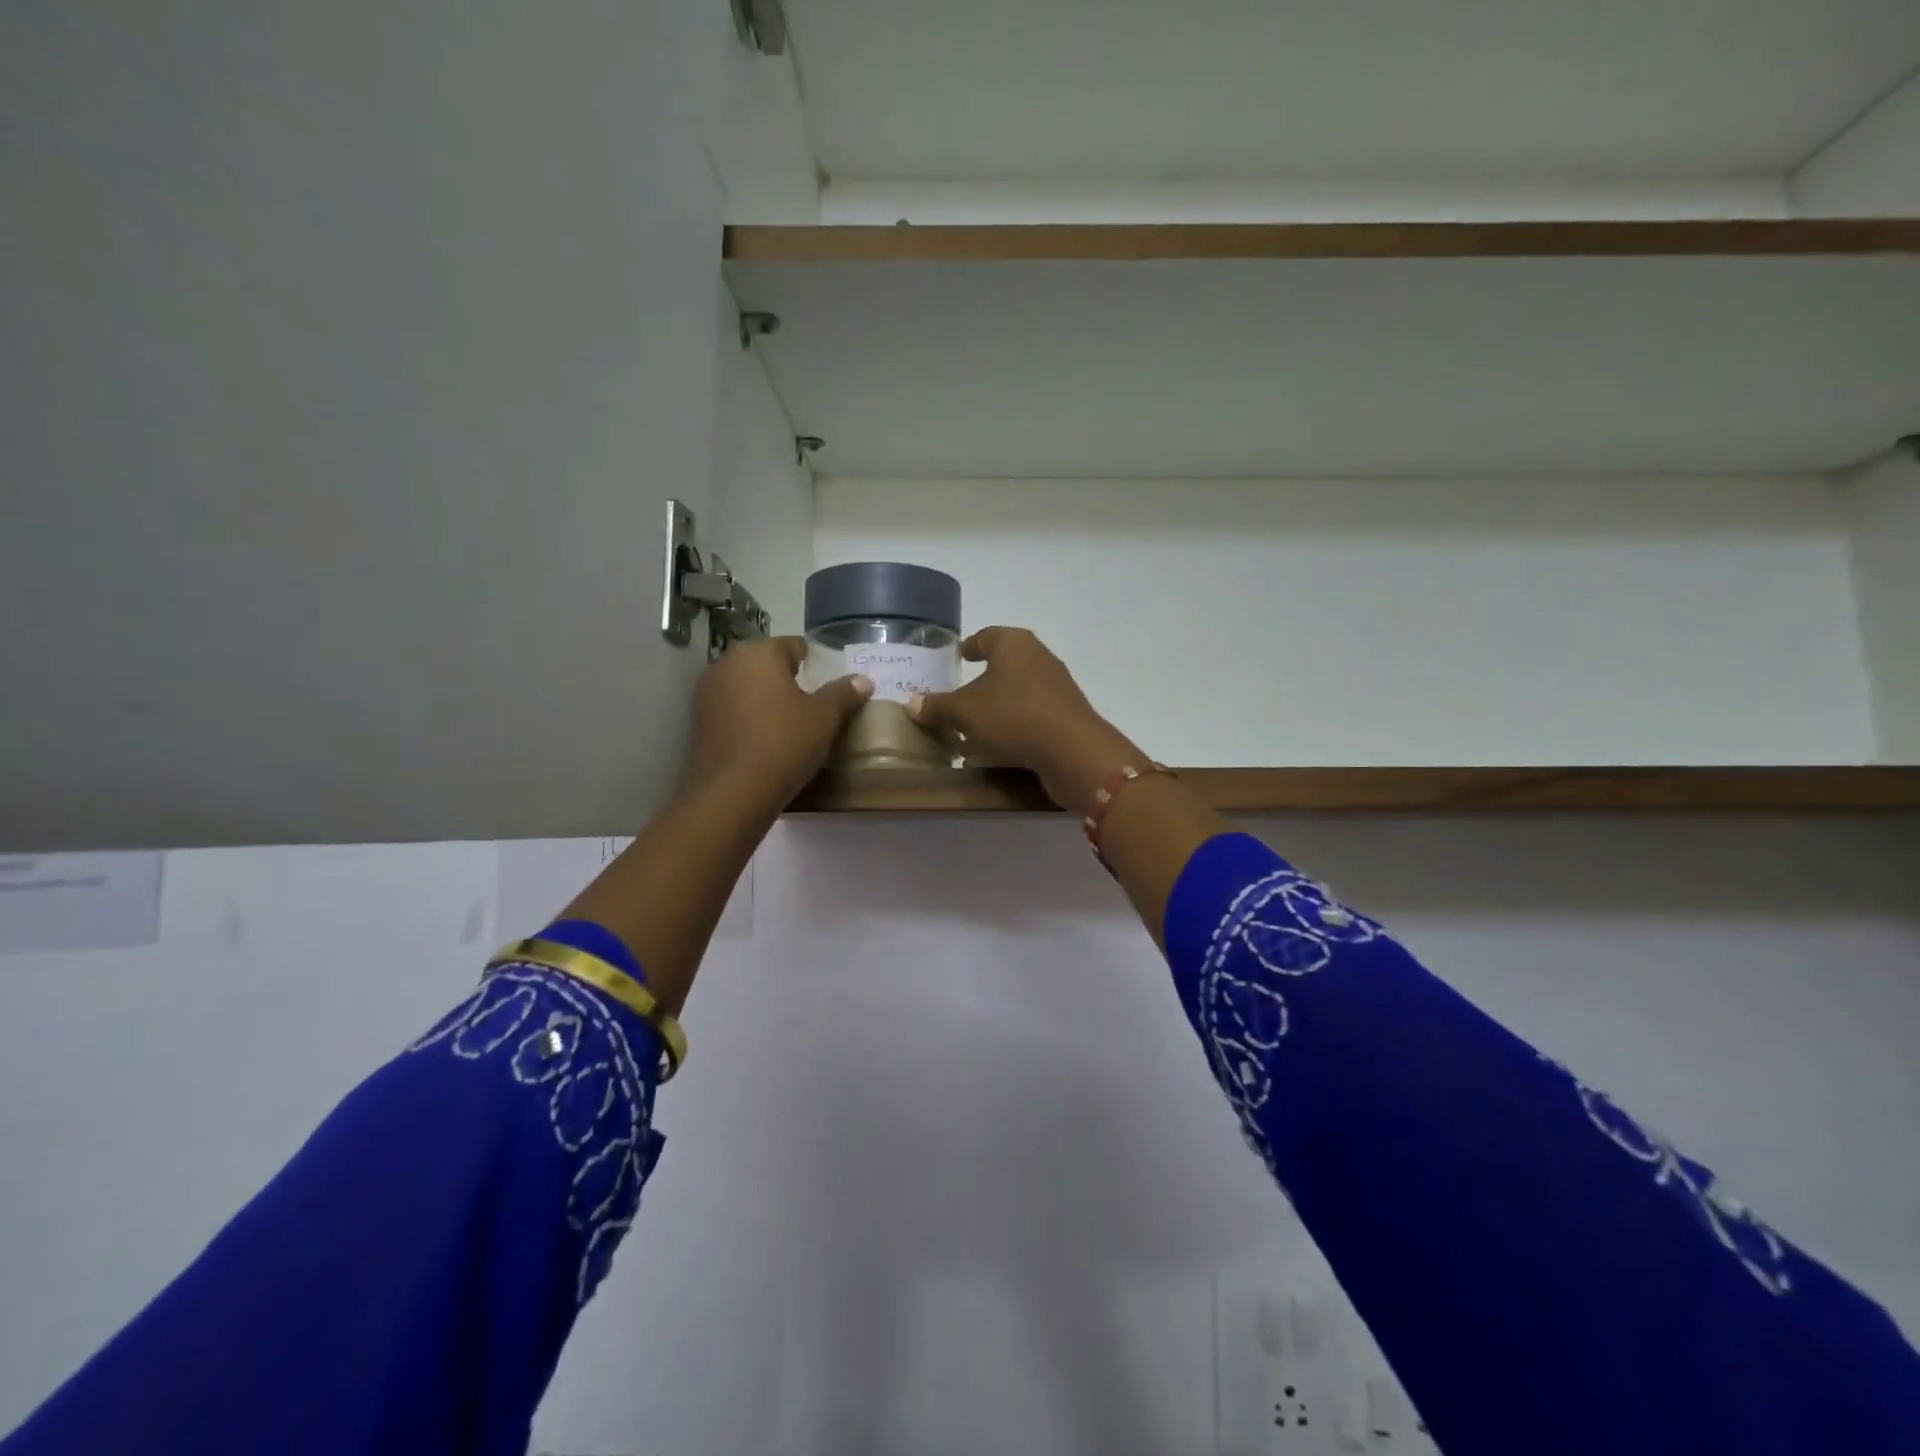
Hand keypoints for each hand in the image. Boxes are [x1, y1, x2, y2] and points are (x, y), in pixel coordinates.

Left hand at [680, 637, 872, 808]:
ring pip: (744, 686)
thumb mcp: (824, 718)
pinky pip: (731, 710)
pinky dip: (747, 717)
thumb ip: (842, 694)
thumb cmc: (784, 743)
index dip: (811, 659)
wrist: (732, 793)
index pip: (791, 645)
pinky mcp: (697, 723)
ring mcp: (707, 693)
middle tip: (810, 699)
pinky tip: (763, 737)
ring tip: (787, 720)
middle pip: (764, 663)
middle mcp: (726, 664)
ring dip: (763, 697)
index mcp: (758, 654)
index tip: (825, 675)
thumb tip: (863, 680)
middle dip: (785, 677)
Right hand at [906, 627, 1145, 814]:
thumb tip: (912, 703)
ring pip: (1015, 697)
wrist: (1072, 751)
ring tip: (968, 735)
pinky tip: (992, 753)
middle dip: (980, 686)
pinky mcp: (1065, 718)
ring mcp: (1056, 689)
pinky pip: (1029, 720)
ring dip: (993, 713)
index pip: (988, 636)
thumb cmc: (1012, 716)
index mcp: (1014, 644)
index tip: (960, 655)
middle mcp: (1039, 659)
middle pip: (1003, 668)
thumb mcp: (964, 712)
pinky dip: (1010, 731)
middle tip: (957, 701)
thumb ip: (937, 706)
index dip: (972, 645)